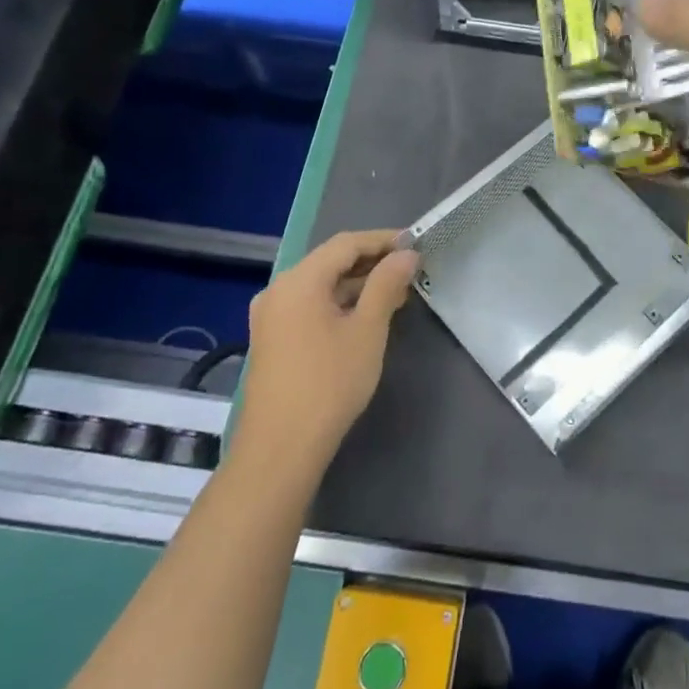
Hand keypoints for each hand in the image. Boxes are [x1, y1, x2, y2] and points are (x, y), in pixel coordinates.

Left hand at [239, 230, 418, 467]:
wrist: (281, 448)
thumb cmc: (330, 383)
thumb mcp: (368, 330)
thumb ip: (386, 285)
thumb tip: (407, 255)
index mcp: (299, 281)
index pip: (346, 243)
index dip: (383, 240)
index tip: (416, 243)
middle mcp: (279, 290)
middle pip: (330, 261)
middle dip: (372, 262)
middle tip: (411, 269)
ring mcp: (271, 315)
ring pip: (321, 285)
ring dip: (357, 284)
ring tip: (396, 292)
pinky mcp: (273, 338)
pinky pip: (310, 305)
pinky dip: (340, 303)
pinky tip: (366, 315)